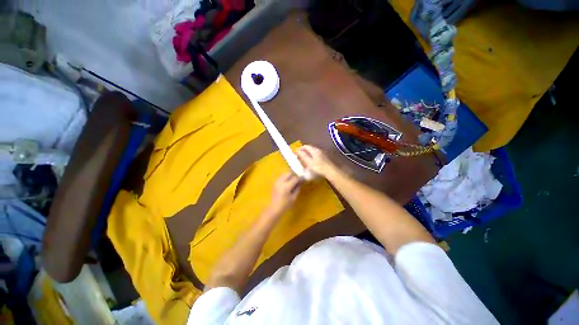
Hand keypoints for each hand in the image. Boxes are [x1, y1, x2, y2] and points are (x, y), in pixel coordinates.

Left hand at [268, 173, 301, 215]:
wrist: (274, 208)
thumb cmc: (285, 205)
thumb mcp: (293, 197)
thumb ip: (297, 188)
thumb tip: (301, 182)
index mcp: (286, 186)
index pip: (295, 178)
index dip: (300, 177)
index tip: (303, 177)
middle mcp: (281, 182)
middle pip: (289, 174)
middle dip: (294, 174)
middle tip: (298, 178)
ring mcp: (277, 182)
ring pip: (284, 174)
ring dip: (289, 175)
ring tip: (293, 179)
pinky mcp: (275, 183)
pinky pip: (281, 177)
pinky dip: (285, 177)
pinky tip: (288, 182)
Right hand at [296, 145, 339, 178]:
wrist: (331, 172)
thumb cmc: (319, 167)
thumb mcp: (309, 162)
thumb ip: (303, 155)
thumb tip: (297, 150)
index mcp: (314, 150)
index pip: (306, 146)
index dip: (300, 148)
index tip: (295, 152)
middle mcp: (318, 150)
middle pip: (310, 148)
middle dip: (304, 151)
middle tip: (299, 156)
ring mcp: (322, 153)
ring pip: (313, 151)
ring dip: (308, 154)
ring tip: (304, 159)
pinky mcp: (324, 158)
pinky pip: (316, 155)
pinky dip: (312, 156)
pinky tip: (311, 162)